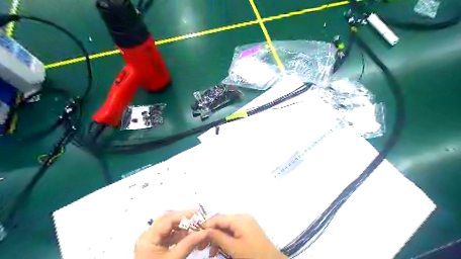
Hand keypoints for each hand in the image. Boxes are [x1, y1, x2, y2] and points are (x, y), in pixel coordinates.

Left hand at [135, 209, 209, 258]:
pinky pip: (170, 235)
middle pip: (169, 221)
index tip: (199, 214)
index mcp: (148, 238)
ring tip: (198, 228)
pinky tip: (190, 237)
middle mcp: (148, 236)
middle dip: (185, 220)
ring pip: (170, 228)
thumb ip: (189, 243)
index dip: (185, 215)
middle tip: (200, 220)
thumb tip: (206, 231)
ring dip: (184, 227)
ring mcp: (152, 241)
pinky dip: (181, 235)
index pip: (168, 219)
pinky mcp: (157, 247)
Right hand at [203, 214, 286, 258]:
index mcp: (240, 219)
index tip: (196, 234)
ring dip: (218, 238)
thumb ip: (218, 237)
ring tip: (210, 253)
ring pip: (227, 227)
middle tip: (201, 246)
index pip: (218, 218)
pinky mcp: (248, 228)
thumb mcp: (233, 248)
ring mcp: (246, 222)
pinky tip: (220, 249)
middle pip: (222, 222)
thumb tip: (205, 230)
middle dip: (212, 233)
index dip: (206, 225)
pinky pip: (233, 231)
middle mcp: (243, 217)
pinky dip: (226, 239)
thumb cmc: (252, 255)